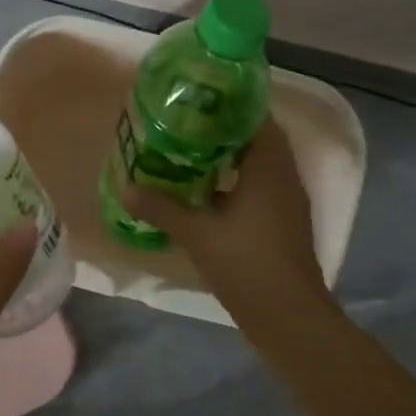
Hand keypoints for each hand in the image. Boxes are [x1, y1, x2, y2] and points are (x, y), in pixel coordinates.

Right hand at [124, 119, 327, 318]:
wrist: (289, 317)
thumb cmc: (247, 263)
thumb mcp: (197, 233)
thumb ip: (162, 207)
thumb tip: (126, 187)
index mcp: (270, 165)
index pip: (256, 116)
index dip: (229, 103)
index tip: (198, 97)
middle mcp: (284, 175)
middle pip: (255, 138)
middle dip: (223, 129)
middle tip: (184, 122)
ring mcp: (286, 200)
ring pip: (257, 164)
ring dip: (228, 156)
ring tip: (188, 151)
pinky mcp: (282, 222)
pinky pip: (258, 187)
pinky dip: (234, 182)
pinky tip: (203, 192)